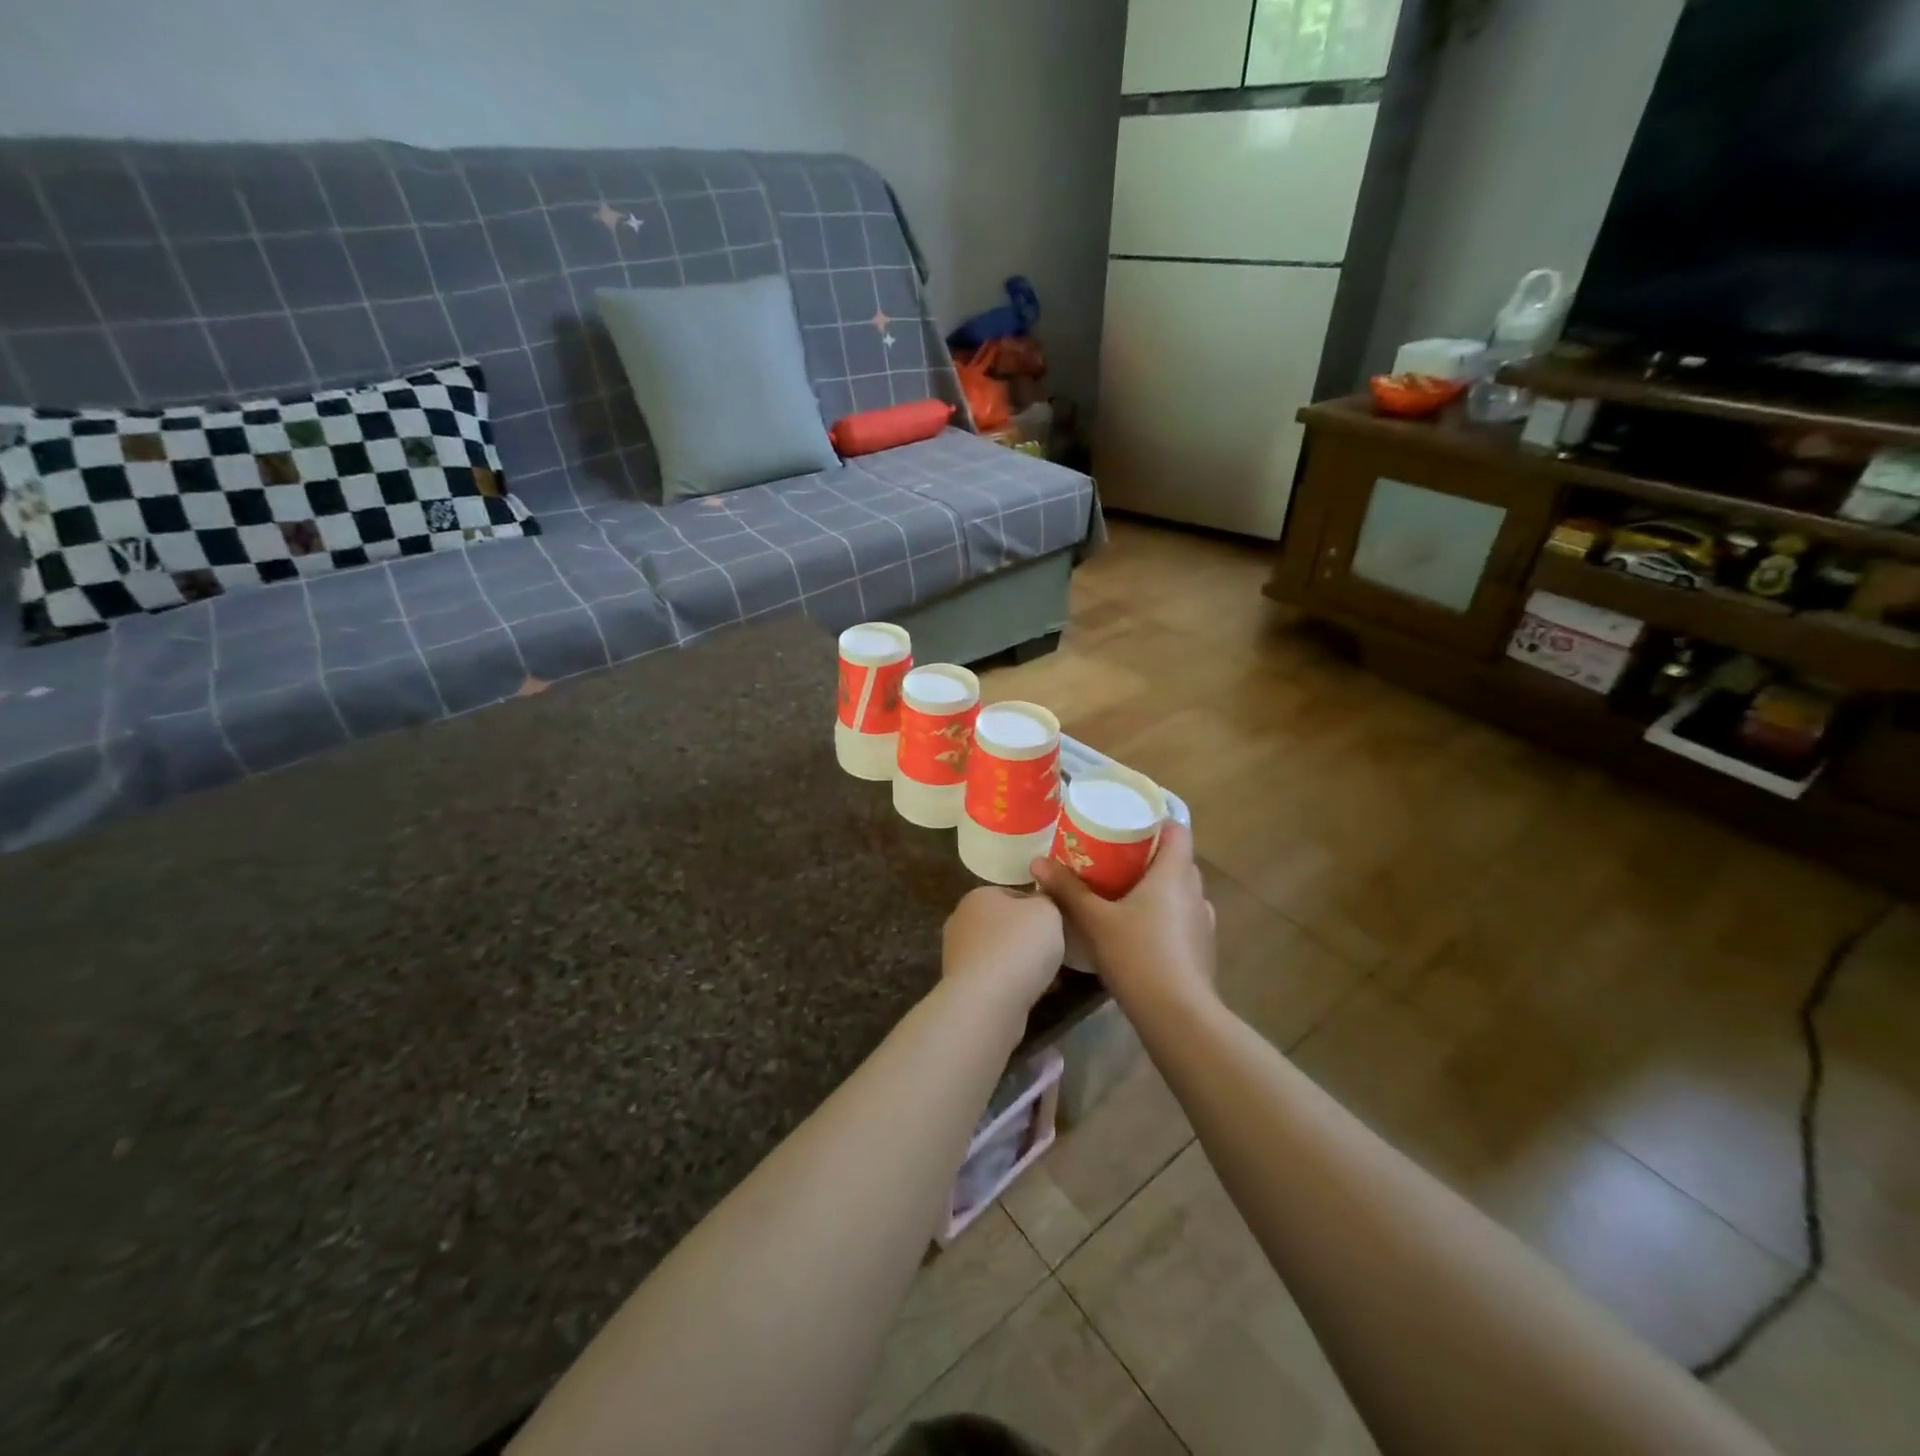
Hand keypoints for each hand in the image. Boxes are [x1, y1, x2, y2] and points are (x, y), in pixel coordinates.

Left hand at [942, 886, 1066, 1015]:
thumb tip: (1038, 905)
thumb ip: (1045, 901)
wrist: (988, 1001)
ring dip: (1019, 964)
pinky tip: (1029, 995)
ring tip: (1046, 978)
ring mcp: (957, 955)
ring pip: (999, 954)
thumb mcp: (1046, 910)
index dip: (1037, 909)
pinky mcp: (960, 986)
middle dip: (1027, 939)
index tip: (1055, 926)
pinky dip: (1010, 985)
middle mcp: (961, 921)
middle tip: (1052, 952)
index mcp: (978, 895)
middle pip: (1004, 925)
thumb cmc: (1018, 945)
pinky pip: (993, 979)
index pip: (1013, 895)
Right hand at [1031, 822, 1215, 1011]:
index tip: (1126, 822)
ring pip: (1178, 890)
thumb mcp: (1095, 921)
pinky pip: (1181, 916)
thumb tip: (1037, 862)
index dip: (1155, 821)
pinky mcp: (1202, 948)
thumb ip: (1067, 890)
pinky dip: (1162, 913)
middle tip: (1111, 855)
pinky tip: (1137, 928)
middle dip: (1146, 854)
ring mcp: (1202, 921)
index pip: (1177, 830)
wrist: (1180, 1017)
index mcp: (1174, 874)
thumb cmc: (1139, 956)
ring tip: (1120, 890)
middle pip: (1175, 859)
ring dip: (1154, 886)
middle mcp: (1195, 891)